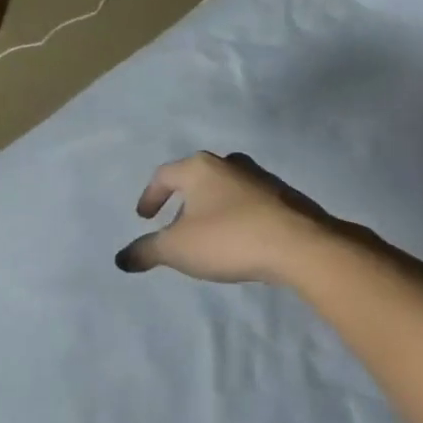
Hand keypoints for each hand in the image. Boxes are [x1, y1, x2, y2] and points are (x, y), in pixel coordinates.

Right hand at [115, 152, 336, 284]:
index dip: (149, 196)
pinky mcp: (285, 198)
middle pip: (196, 177)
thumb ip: (146, 251)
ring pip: (224, 189)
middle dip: (181, 200)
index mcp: (199, 168)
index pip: (164, 175)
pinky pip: (248, 203)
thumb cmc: (228, 239)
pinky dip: (235, 216)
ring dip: (210, 208)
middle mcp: (229, 164)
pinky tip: (237, 239)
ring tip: (206, 234)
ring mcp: (261, 178)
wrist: (301, 246)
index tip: (144, 218)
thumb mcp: (177, 249)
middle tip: (174, 224)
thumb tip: (121, 258)